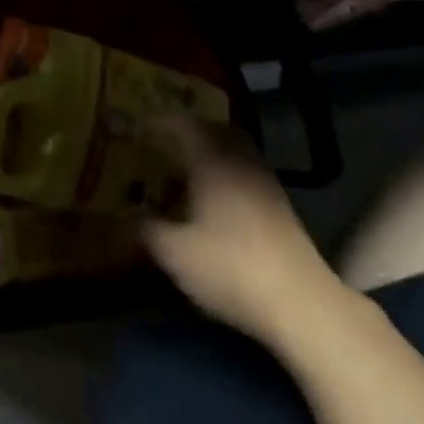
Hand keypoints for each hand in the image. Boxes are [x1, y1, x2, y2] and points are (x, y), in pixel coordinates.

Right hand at [143, 116, 336, 348]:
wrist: (298, 301)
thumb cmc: (229, 267)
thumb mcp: (174, 252)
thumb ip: (145, 229)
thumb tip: (125, 218)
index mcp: (214, 162)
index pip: (184, 125)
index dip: (159, 122)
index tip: (137, 126)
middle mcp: (242, 162)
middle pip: (216, 129)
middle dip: (188, 130)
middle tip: (162, 141)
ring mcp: (266, 183)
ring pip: (235, 150)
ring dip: (209, 150)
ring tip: (183, 168)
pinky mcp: (279, 206)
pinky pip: (245, 171)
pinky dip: (224, 171)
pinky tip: (211, 197)